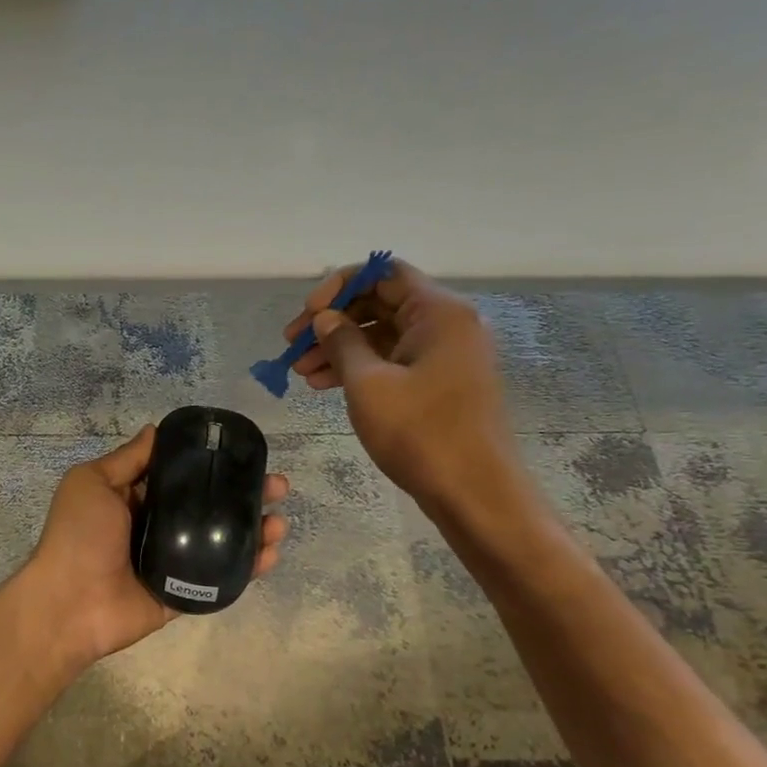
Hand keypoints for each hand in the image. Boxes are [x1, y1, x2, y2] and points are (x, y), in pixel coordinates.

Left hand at [24, 426, 289, 666]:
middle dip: (244, 494)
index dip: (211, 464)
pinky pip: (221, 577)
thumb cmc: (78, 535)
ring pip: (221, 540)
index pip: (180, 476)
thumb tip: (155, 429)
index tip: (243, 454)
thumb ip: (126, 459)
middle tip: (277, 486)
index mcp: (134, 499)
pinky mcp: (184, 592)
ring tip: (279, 520)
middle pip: (208, 506)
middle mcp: (156, 526)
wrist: (69, 604)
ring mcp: (173, 562)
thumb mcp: (92, 483)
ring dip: (254, 528)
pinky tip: (270, 552)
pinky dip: (248, 566)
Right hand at [282, 259, 530, 525]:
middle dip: (333, 322)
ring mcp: (445, 355)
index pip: (384, 274)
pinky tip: (324, 386)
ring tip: (300, 372)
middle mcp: (447, 325)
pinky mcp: (439, 383)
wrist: (474, 493)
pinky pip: (393, 361)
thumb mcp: (368, 384)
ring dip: (339, 348)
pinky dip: (359, 368)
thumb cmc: (420, 432)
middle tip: (292, 346)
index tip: (309, 315)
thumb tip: (326, 318)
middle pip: (380, 303)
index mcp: (438, 312)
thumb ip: (342, 342)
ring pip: (382, 335)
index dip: (340, 286)